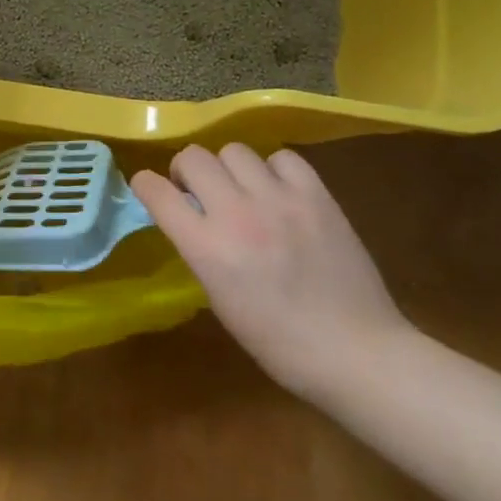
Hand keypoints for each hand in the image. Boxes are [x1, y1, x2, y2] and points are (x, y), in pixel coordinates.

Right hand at [132, 145, 411, 396]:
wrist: (354, 351)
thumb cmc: (276, 340)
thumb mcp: (217, 296)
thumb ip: (199, 248)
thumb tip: (190, 218)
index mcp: (206, 248)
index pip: (156, 192)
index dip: (146, 184)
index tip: (150, 189)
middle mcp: (237, 214)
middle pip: (194, 157)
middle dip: (186, 170)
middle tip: (198, 191)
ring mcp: (280, 200)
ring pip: (235, 150)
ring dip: (228, 168)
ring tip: (242, 189)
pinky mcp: (317, 196)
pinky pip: (282, 158)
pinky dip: (272, 169)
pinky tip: (278, 191)